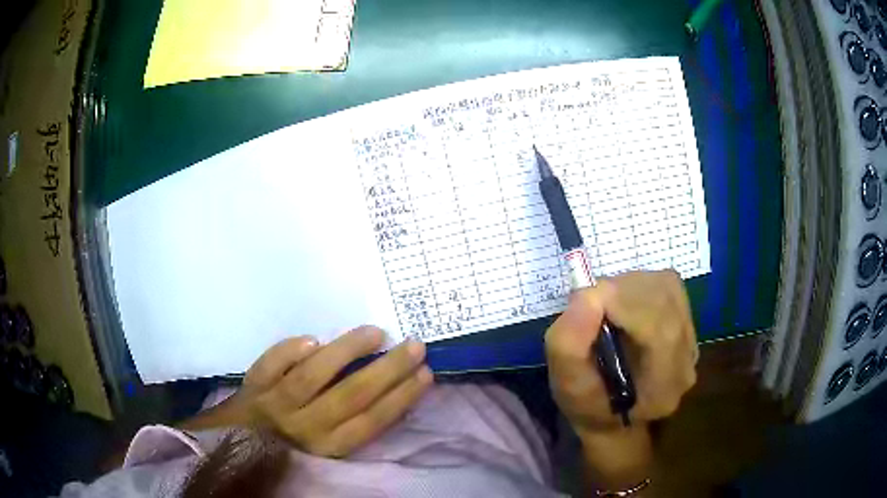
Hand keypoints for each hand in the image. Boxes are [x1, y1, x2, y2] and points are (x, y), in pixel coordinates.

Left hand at [226, 326, 432, 457]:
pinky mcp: (252, 384)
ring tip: (375, 332)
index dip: (400, 399)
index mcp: (325, 447)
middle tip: (415, 346)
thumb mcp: (322, 451)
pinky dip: (288, 352)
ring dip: (345, 352)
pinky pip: (269, 366)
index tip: (425, 374)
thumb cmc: (285, 450)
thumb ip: (349, 429)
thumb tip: (383, 397)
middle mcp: (302, 426)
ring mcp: (274, 403)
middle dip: (387, 371)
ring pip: (311, 376)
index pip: (370, 422)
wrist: (232, 445)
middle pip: (349, 396)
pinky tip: (312, 339)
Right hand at [545, 270, 696, 435]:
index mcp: (662, 388)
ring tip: (605, 307)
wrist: (611, 414)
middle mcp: (686, 362)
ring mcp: (691, 340)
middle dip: (621, 291)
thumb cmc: (586, 404)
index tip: (586, 299)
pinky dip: (638, 285)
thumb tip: (586, 296)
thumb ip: (569, 345)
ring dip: (629, 286)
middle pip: (664, 302)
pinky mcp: (687, 321)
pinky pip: (667, 286)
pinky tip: (623, 305)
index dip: (623, 303)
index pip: (659, 329)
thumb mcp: (565, 384)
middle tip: (588, 303)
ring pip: (666, 287)